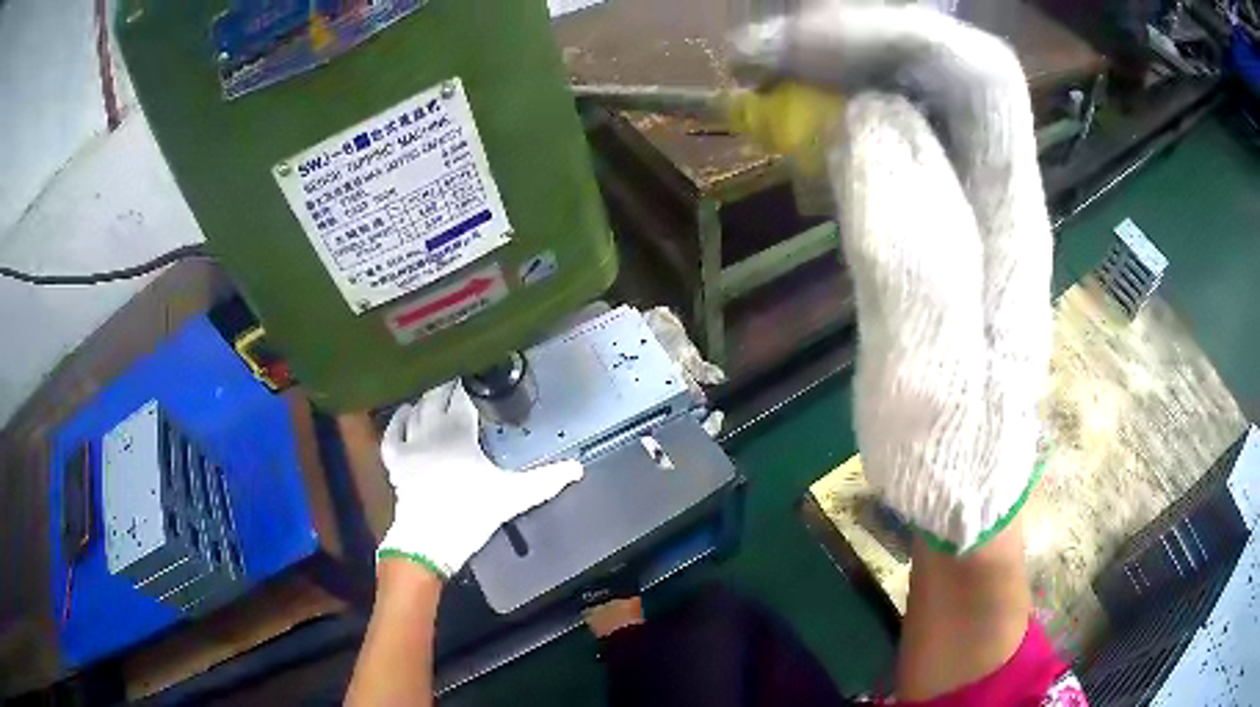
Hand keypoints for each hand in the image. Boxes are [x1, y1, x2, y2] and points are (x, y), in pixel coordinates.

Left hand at [377, 381, 583, 576]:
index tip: (476, 372)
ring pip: (415, 409)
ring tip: (435, 393)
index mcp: (460, 429)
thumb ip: (546, 480)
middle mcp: (432, 428)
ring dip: (425, 399)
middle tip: (457, 379)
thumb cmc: (473, 510)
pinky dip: (397, 420)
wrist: (433, 536)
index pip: (463, 395)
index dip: (469, 382)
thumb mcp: (515, 495)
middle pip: (436, 396)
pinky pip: (392, 432)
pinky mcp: (395, 460)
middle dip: (447, 385)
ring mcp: (410, 443)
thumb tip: (578, 468)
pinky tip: (404, 413)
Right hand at [734, 5, 1051, 552]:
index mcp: (1012, 219)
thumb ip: (908, 241)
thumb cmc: (949, 452)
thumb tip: (865, 115)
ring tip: (766, 80)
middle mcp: (1001, 189)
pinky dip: (840, 104)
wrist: (965, 488)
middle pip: (944, 64)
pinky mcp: (940, 215)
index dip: (888, 34)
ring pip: (917, 87)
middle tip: (758, 56)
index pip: (975, 72)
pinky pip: (896, 127)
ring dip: (841, 65)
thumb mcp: (928, 369)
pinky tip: (799, 125)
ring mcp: (972, 198)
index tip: (791, 48)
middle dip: (852, 38)